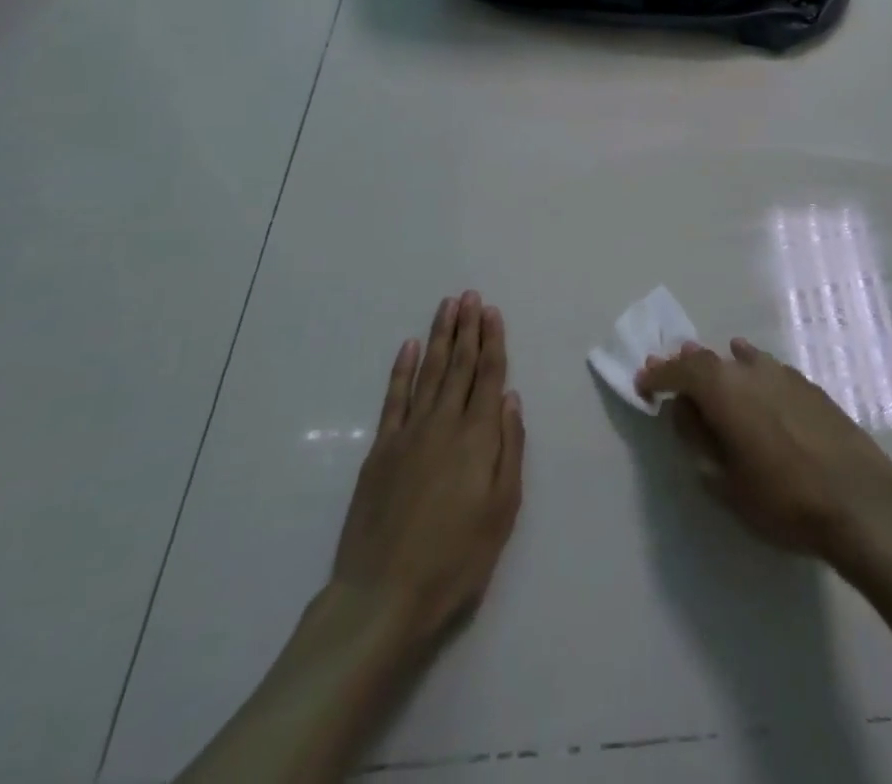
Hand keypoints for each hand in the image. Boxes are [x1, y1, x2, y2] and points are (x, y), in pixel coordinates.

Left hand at [329, 293, 524, 653]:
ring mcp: (408, 433)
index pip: (488, 375)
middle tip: (470, 296)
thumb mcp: (502, 509)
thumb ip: (510, 448)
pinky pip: (394, 398)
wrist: (382, 596)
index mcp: (478, 436)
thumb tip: (510, 398)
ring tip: (447, 307)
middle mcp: (444, 423)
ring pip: (428, 372)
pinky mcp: (380, 450)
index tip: (492, 311)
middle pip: (458, 365)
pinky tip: (409, 347)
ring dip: (439, 337)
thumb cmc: (455, 558)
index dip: (492, 341)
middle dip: (467, 328)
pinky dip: (402, 369)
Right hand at [636, 338, 891, 564]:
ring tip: (706, 377)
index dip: (658, 375)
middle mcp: (750, 370)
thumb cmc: (783, 499)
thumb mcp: (725, 482)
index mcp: (723, 389)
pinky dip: (748, 370)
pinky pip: (765, 368)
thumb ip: (697, 440)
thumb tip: (683, 410)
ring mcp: (782, 373)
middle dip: (684, 367)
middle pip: (707, 359)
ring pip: (738, 360)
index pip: (680, 370)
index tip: (643, 383)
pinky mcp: (807, 385)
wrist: (859, 499)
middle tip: (668, 377)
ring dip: (717, 368)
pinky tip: (750, 376)